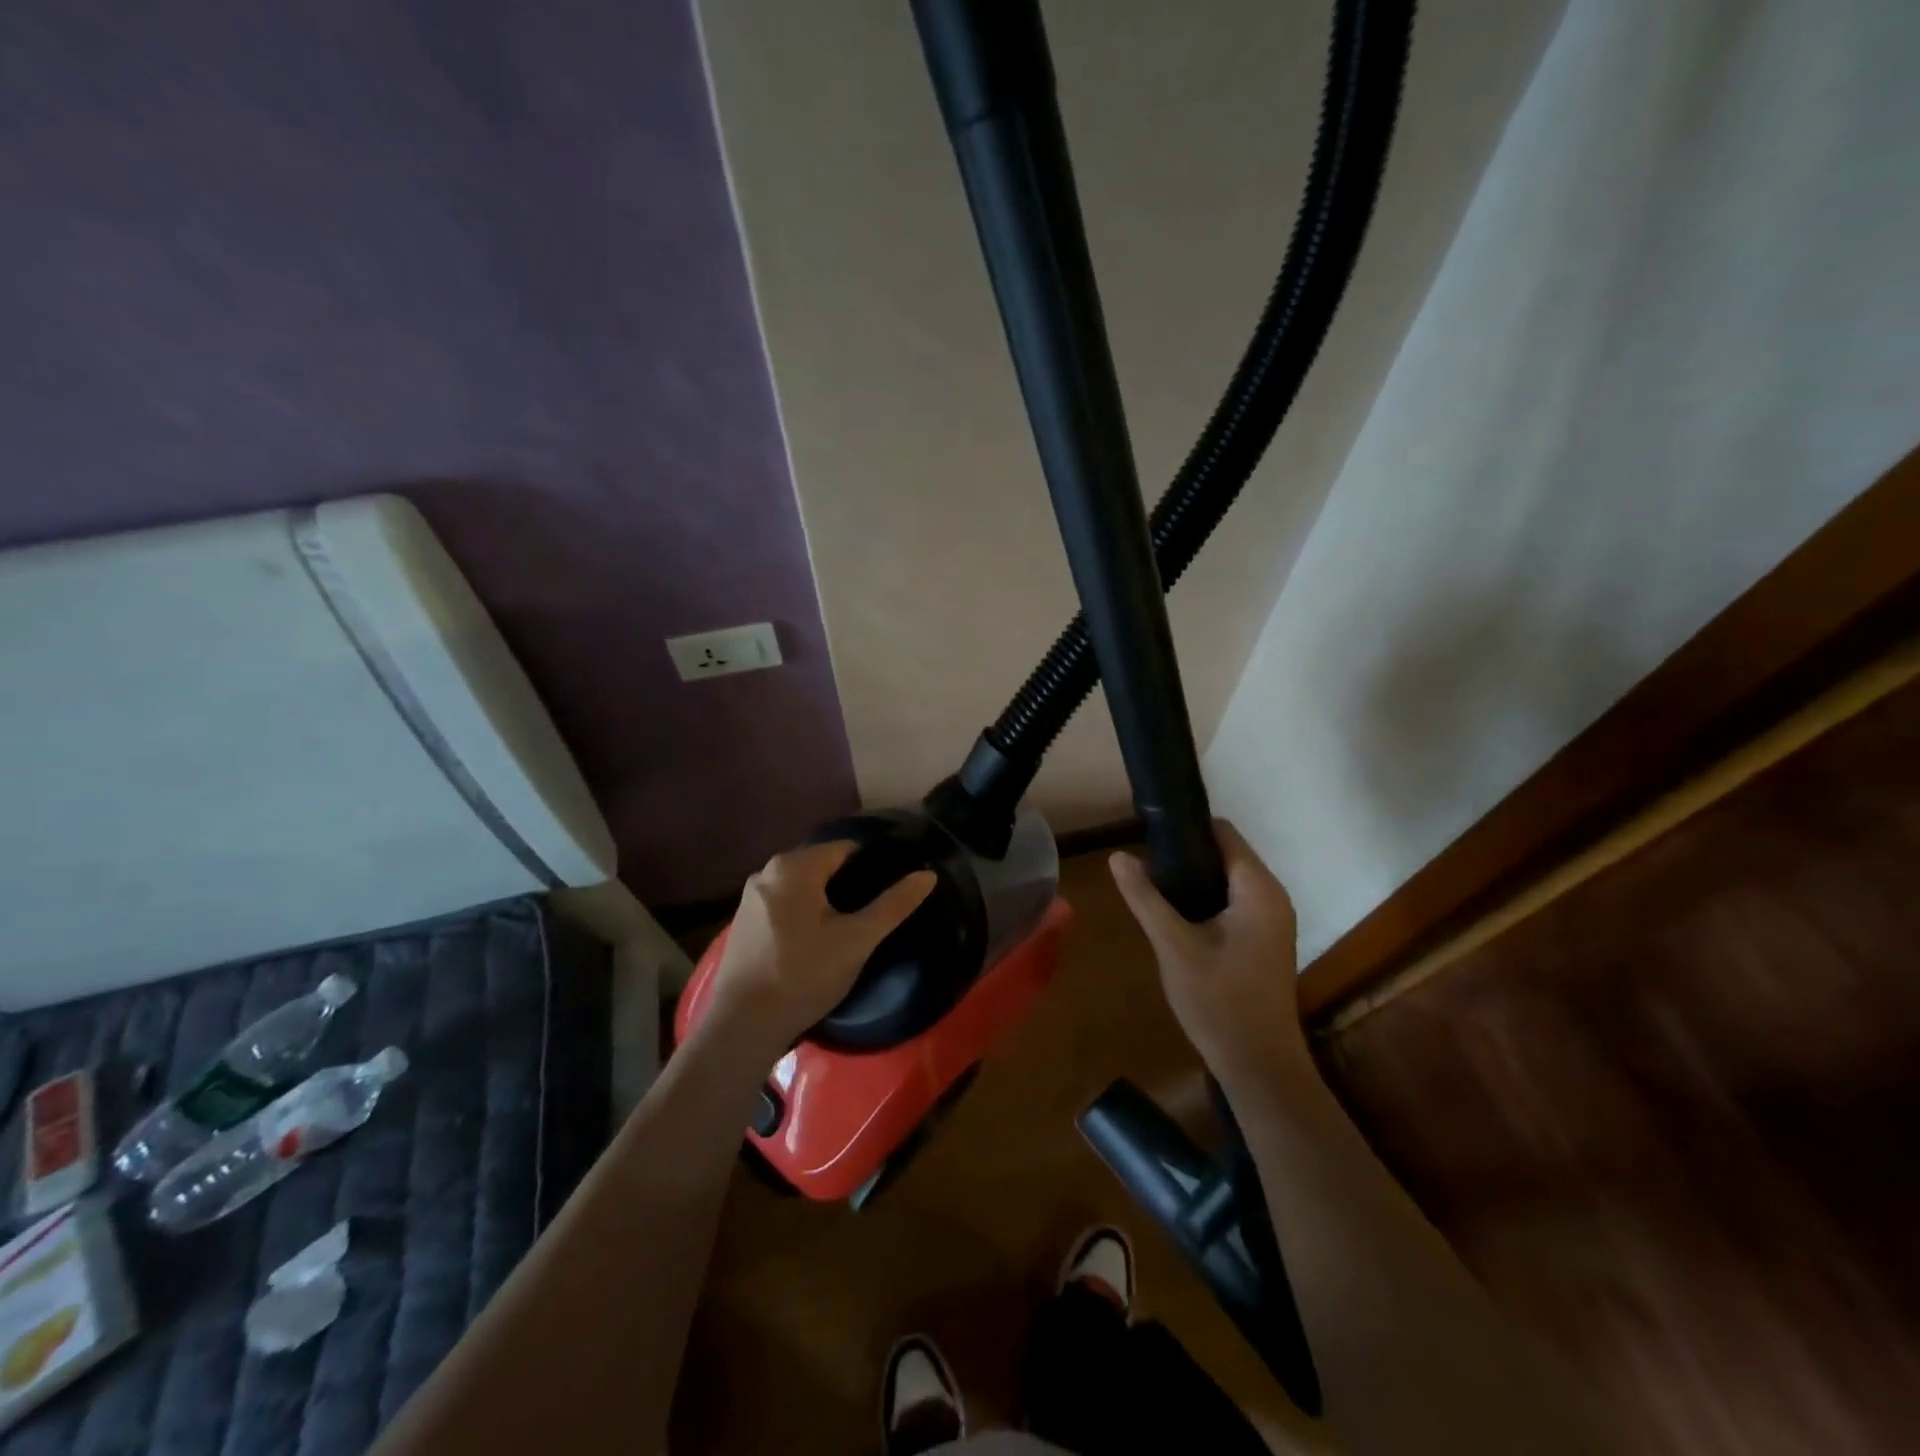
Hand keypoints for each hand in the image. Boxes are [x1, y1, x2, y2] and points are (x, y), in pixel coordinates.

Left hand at [707, 842, 936, 1052]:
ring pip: (802, 887)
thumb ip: (893, 905)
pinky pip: (783, 905)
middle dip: (848, 886)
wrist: (742, 1025)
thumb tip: (927, 875)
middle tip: (871, 916)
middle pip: (822, 866)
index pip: (847, 849)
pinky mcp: (742, 922)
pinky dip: (802, 915)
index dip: (872, 867)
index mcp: (794, 866)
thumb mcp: (857, 940)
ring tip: (847, 931)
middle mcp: (767, 871)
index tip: (889, 892)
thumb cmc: (804, 975)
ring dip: (824, 902)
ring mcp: (750, 897)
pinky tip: (813, 943)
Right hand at [1109, 820, 1310, 1085]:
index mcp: (1258, 890)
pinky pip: (1233, 901)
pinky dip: (1205, 898)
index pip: (1223, 833)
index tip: (1148, 832)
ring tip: (1151, 883)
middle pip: (1226, 854)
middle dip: (1185, 853)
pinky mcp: (1264, 940)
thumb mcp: (1173, 946)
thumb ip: (1146, 898)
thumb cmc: (1218, 1001)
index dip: (1186, 827)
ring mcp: (1271, 920)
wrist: (1257, 1064)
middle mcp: (1272, 896)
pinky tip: (1174, 913)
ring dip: (1193, 877)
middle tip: (1143, 862)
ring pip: (1227, 879)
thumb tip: (1118, 856)